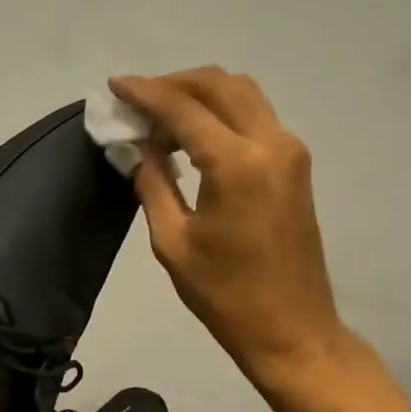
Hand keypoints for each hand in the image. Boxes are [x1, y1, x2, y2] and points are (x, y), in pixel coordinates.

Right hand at [110, 68, 350, 391]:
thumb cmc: (225, 294)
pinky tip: (193, 137)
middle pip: (219, 84)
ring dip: (200, 94)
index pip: (183, 108)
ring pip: (242, 93)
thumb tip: (138, 145)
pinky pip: (255, 116)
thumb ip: (152, 183)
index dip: (145, 92)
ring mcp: (290, 151)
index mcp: (236, 164)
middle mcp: (271, 143)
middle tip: (138, 101)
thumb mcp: (172, 242)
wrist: (291, 328)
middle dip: (174, 83)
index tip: (115, 86)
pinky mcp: (296, 164)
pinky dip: (221, 112)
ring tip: (161, 118)